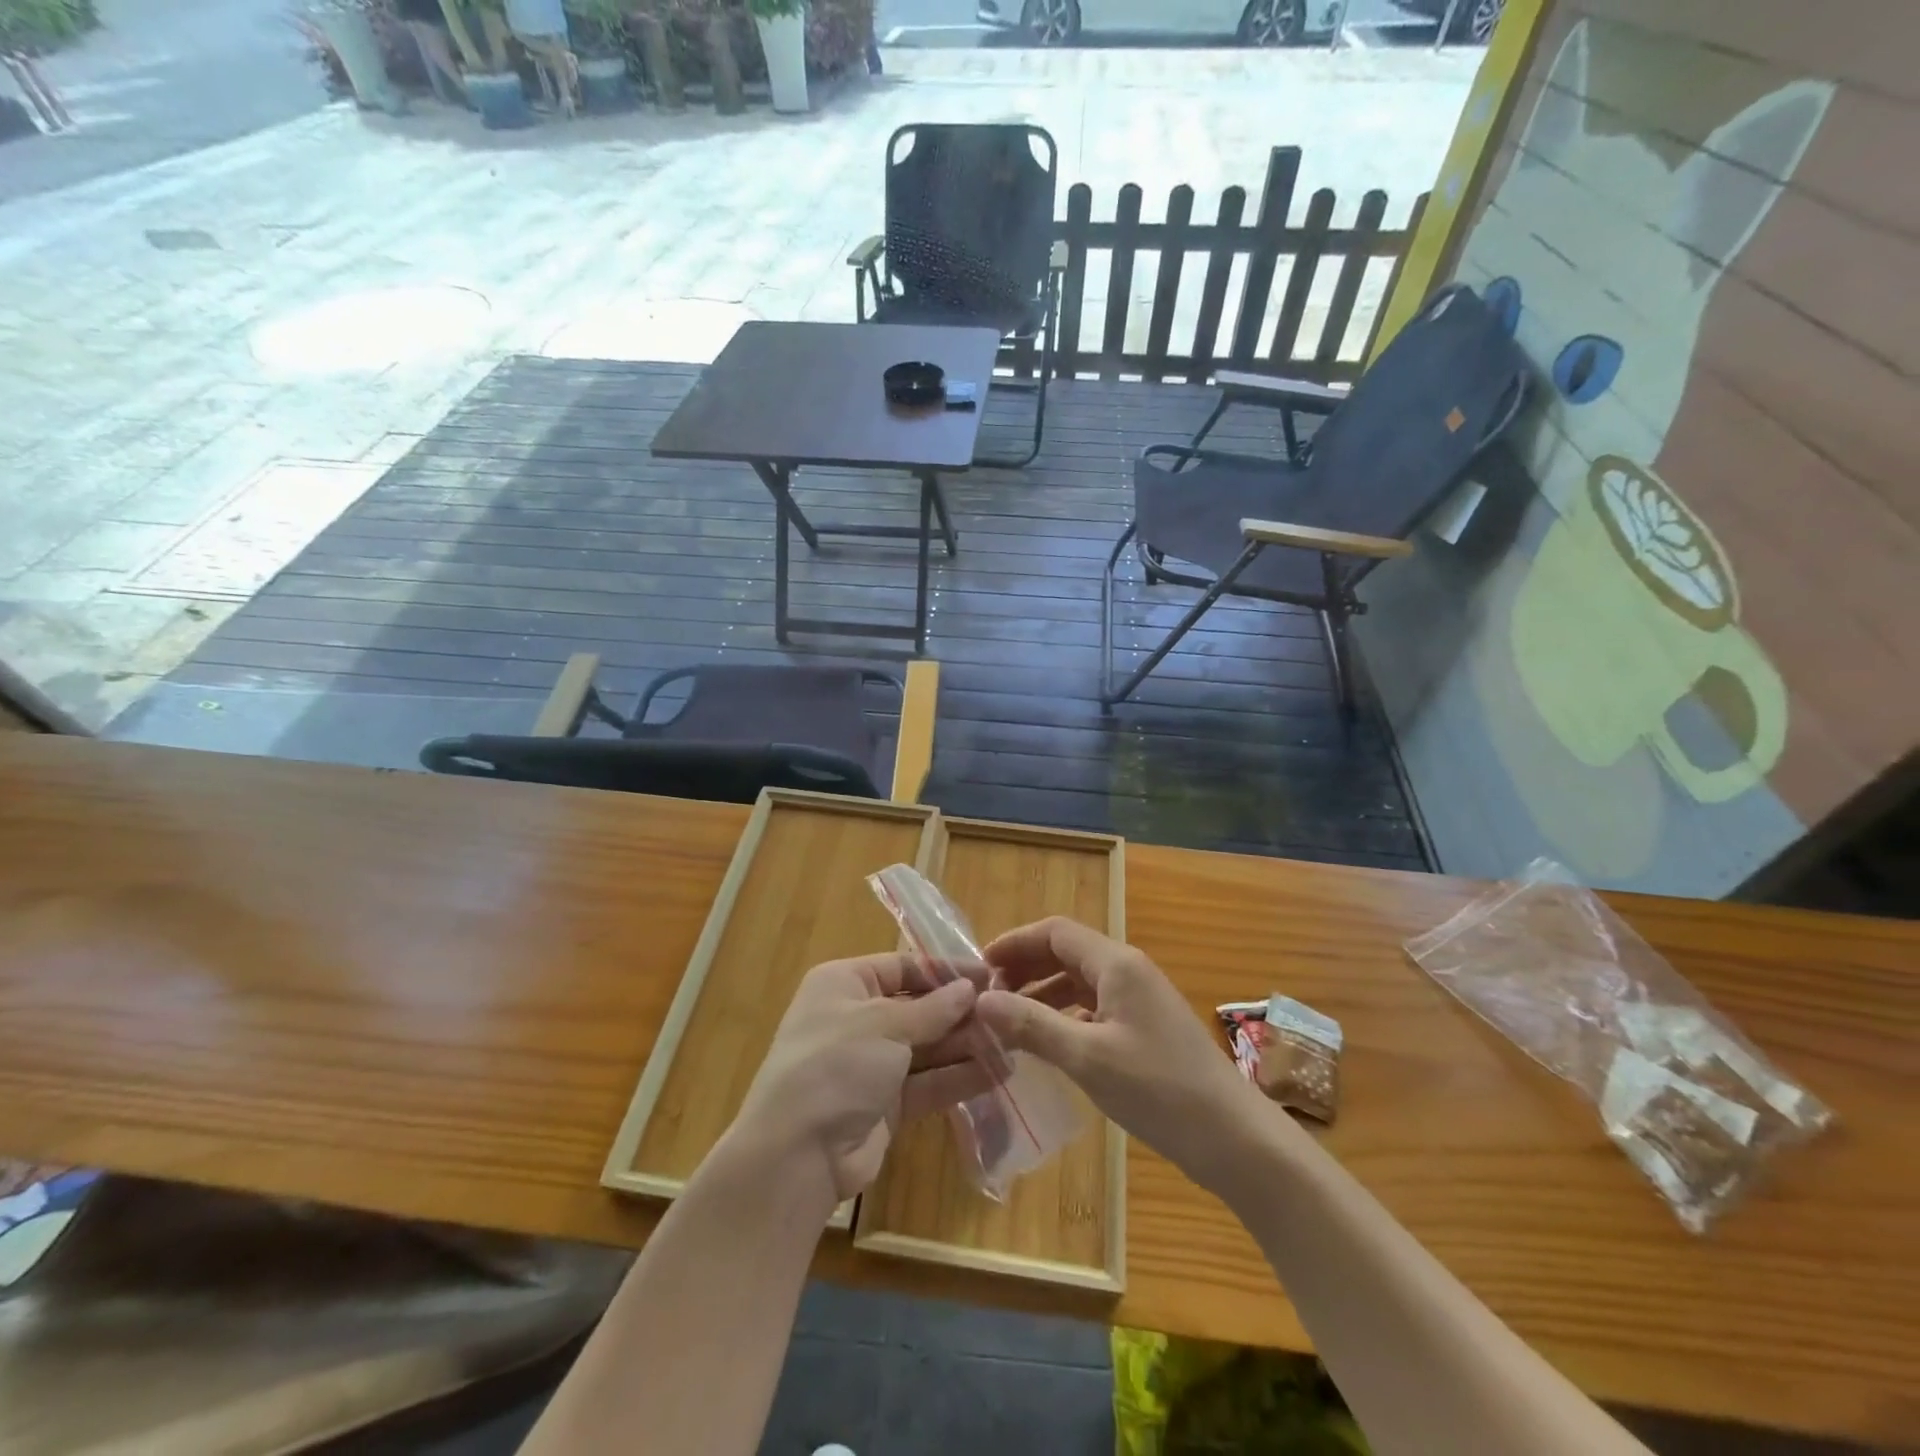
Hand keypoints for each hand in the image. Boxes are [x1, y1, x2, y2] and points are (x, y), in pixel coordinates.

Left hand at [732, 953, 988, 1206]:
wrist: (797, 1154)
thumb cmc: (836, 1064)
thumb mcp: (884, 1024)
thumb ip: (933, 1008)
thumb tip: (971, 987)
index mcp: (845, 984)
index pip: (902, 966)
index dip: (945, 971)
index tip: (989, 976)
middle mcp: (857, 1018)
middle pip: (919, 1007)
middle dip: (961, 1012)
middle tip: (1008, 1012)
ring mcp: (871, 1063)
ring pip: (927, 1047)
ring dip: (966, 1045)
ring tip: (1013, 1041)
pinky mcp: (886, 1104)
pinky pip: (928, 1082)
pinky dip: (959, 1077)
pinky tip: (999, 1073)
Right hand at [976, 917, 1265, 1191]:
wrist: (1234, 1138)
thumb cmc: (1159, 1089)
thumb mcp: (1088, 1057)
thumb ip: (1032, 1024)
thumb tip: (981, 1000)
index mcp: (1116, 963)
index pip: (1054, 932)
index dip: (1014, 943)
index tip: (979, 968)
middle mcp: (1128, 970)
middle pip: (1066, 952)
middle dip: (1024, 968)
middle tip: (988, 997)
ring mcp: (1139, 999)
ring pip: (1079, 981)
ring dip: (1042, 993)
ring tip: (1008, 1021)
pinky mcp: (1145, 1027)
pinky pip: (1094, 1007)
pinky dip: (1064, 1016)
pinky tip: (1047, 1043)